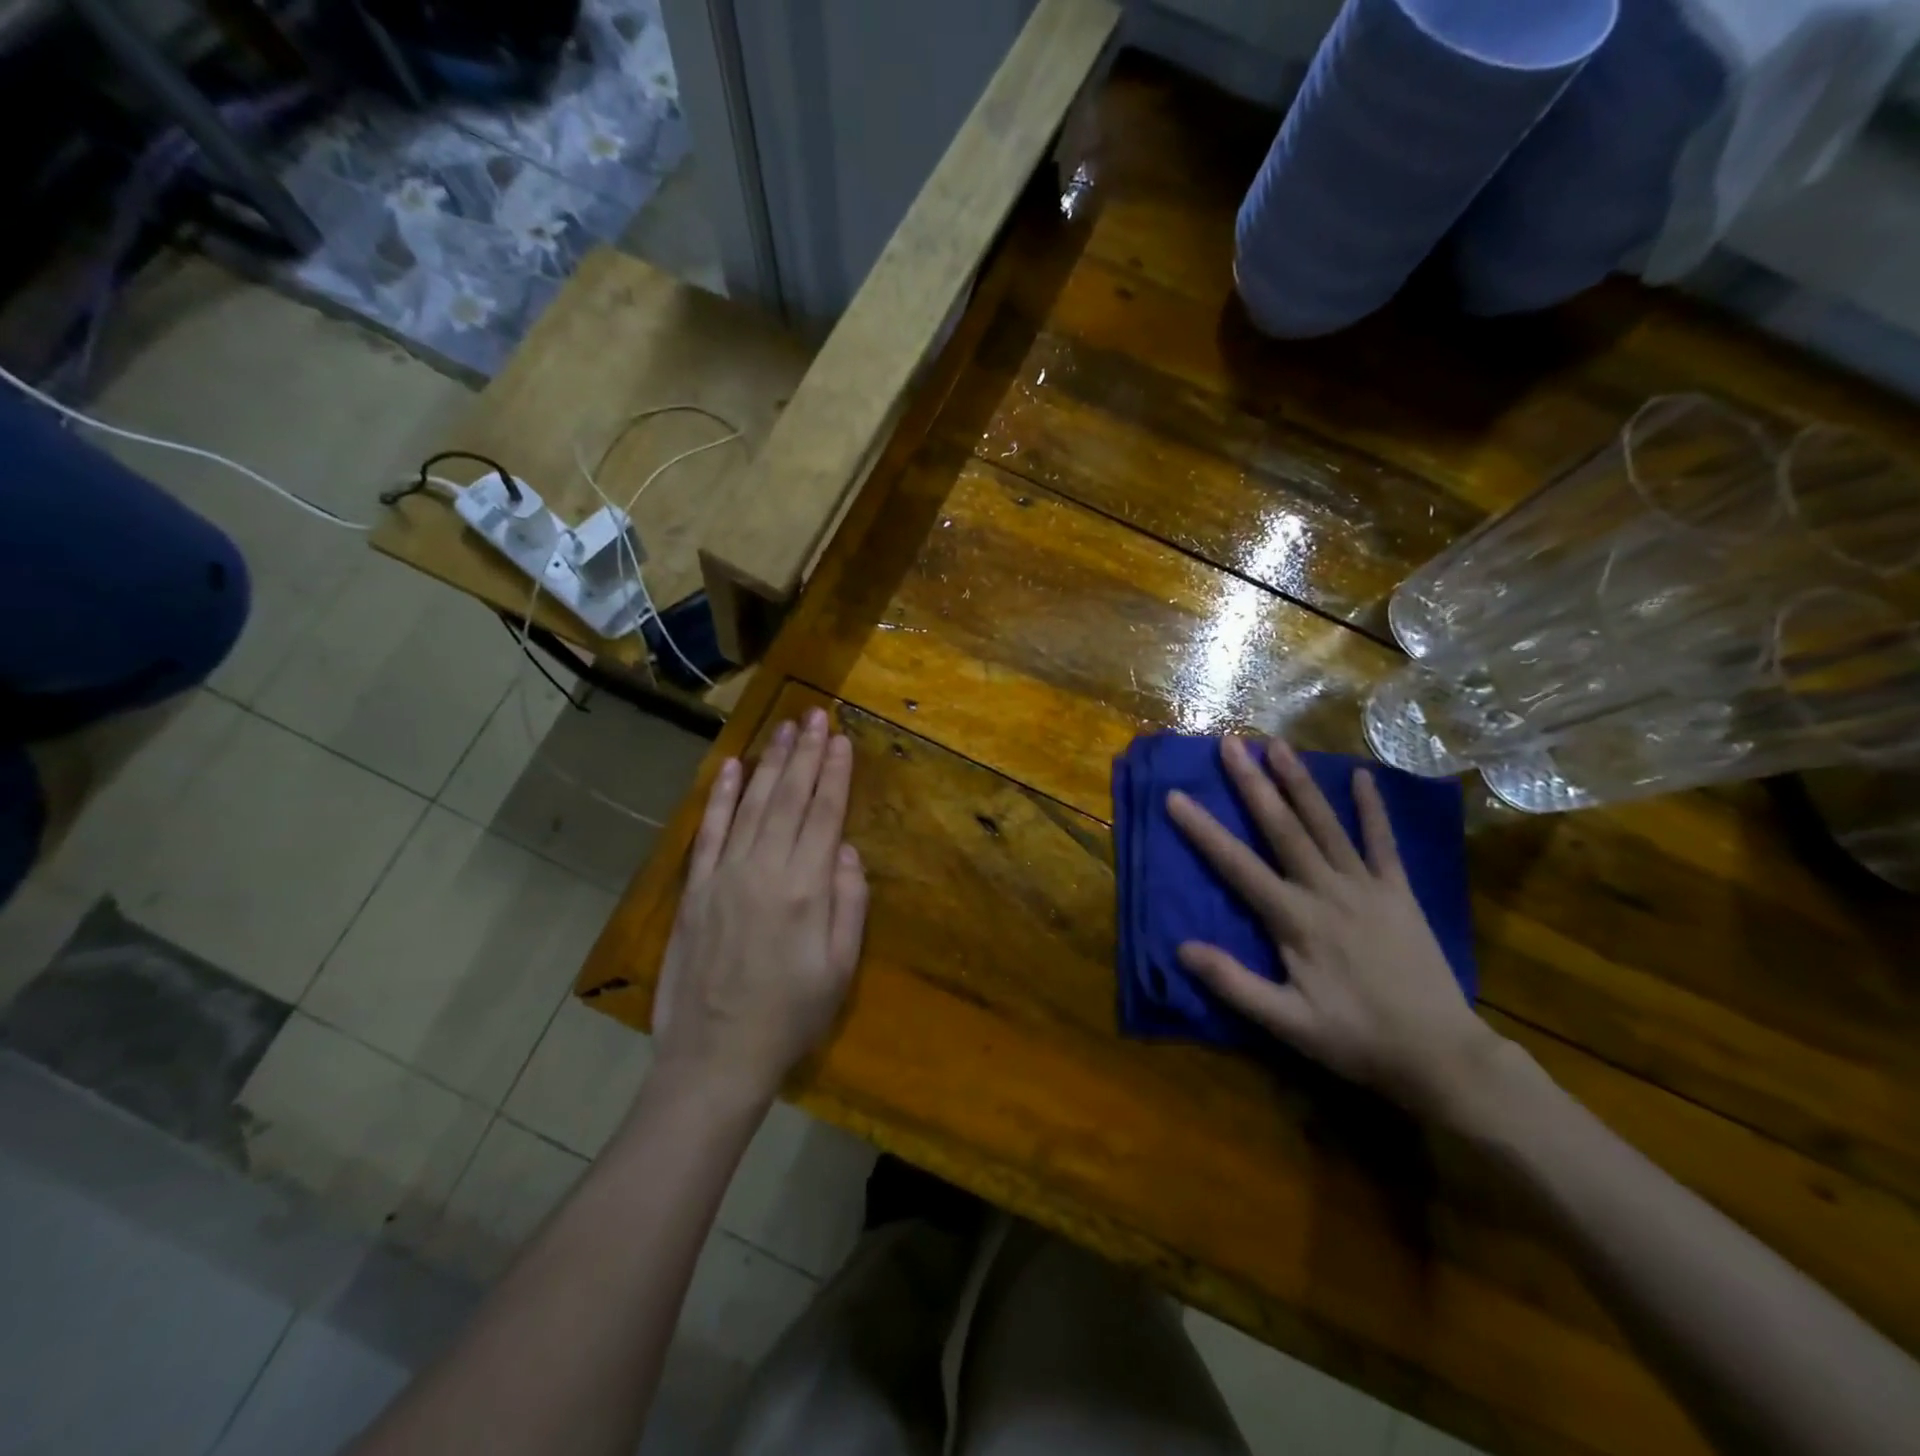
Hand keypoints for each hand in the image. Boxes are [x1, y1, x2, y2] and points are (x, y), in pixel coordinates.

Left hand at [653, 708, 868, 1105]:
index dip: (835, 774)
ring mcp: (725, 875)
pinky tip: (732, 767)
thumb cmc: (790, 1017)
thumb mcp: (840, 969)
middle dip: (806, 753)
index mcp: (806, 889)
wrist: (715, 1057)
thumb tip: (848, 850)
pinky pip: (710, 831)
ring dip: (770, 763)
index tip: (841, 739)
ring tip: (784, 728)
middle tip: (815, 715)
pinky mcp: (696, 889)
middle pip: (790, 798)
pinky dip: (721, 797)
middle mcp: (765, 870)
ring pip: (752, 804)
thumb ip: (849, 904)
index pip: (824, 815)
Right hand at [1166, 736, 1503, 1119]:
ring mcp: (1367, 886)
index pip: (1237, 865)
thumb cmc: (1356, 1039)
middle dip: (1252, 783)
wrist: (1441, 1054)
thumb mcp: (1287, 1023)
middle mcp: (1327, 890)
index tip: (1176, 796)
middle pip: (1282, 827)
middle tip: (1230, 743)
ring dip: (1300, 782)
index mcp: (1295, 919)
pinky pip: (1383, 842)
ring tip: (1277, 744)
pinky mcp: (1399, 891)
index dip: (1203, 830)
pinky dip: (1372, 809)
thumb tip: (1181, 948)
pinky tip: (1362, 776)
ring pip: (1326, 824)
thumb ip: (1233, 983)